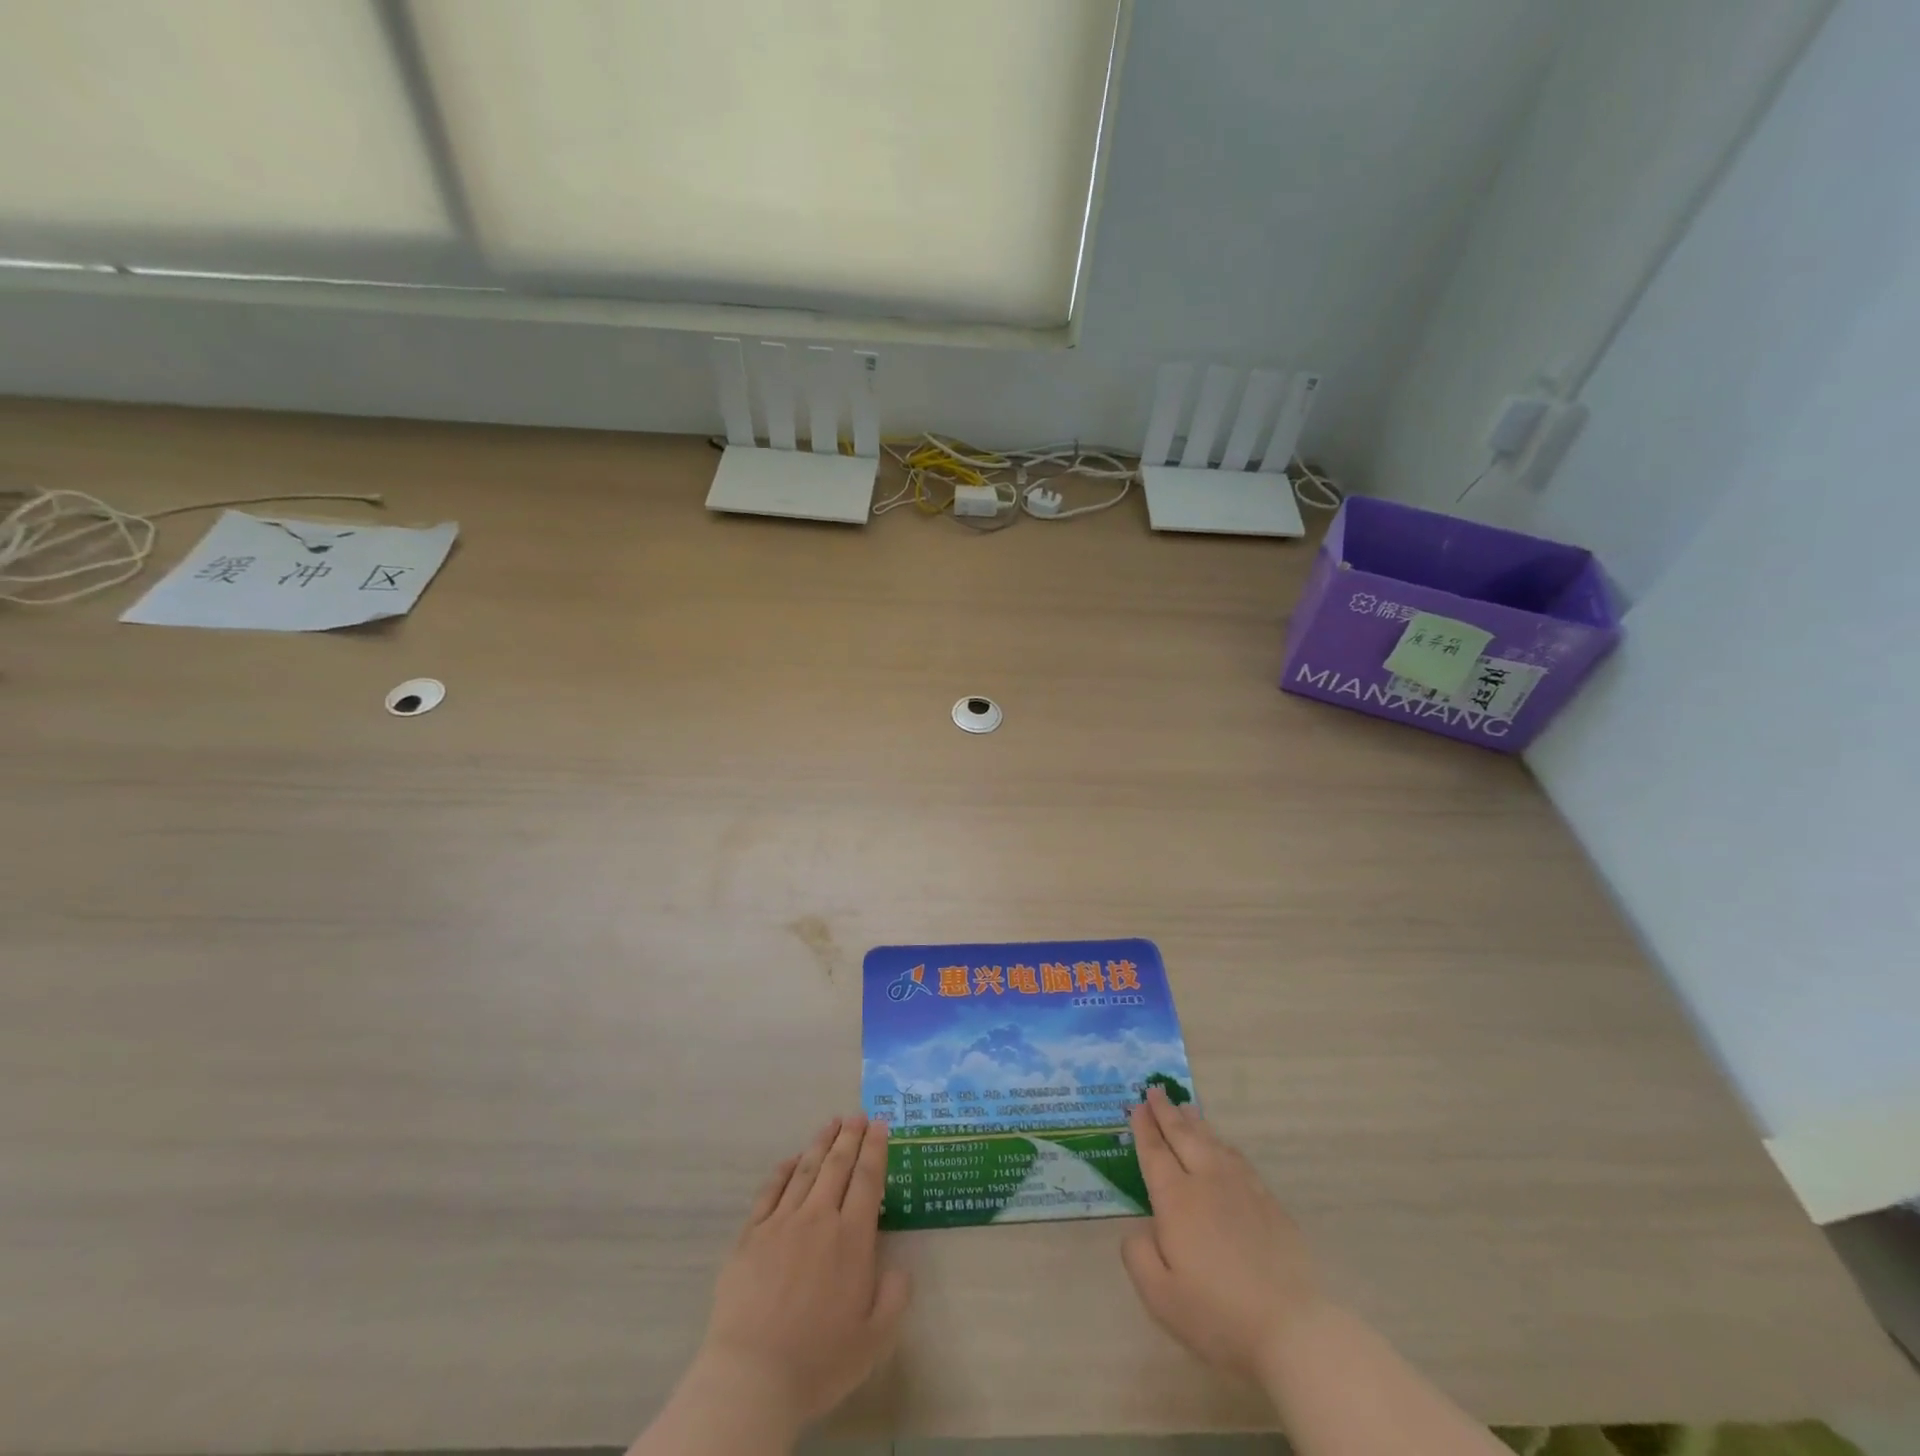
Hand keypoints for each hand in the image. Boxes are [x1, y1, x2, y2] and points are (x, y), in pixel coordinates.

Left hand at [693, 1114, 909, 1430]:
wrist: (752, 1377)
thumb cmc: (819, 1361)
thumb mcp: (874, 1339)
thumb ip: (894, 1296)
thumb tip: (899, 1266)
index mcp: (852, 1239)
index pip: (868, 1179)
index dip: (876, 1148)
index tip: (881, 1124)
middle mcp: (818, 1219)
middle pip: (838, 1165)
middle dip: (851, 1136)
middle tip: (858, 1115)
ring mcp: (781, 1223)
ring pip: (806, 1170)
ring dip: (821, 1143)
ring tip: (831, 1123)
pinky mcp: (750, 1235)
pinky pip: (770, 1191)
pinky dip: (784, 1170)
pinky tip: (792, 1159)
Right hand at [1121, 1087, 1328, 1379]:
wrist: (1292, 1329)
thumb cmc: (1218, 1315)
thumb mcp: (1160, 1296)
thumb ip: (1138, 1255)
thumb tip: (1140, 1228)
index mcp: (1177, 1200)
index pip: (1155, 1153)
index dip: (1144, 1129)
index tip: (1136, 1106)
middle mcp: (1207, 1182)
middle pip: (1183, 1137)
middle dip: (1166, 1112)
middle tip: (1154, 1090)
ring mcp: (1242, 1189)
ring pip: (1213, 1143)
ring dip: (1195, 1122)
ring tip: (1186, 1107)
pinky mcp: (1269, 1204)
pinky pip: (1239, 1160)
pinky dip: (1224, 1145)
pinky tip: (1223, 1146)